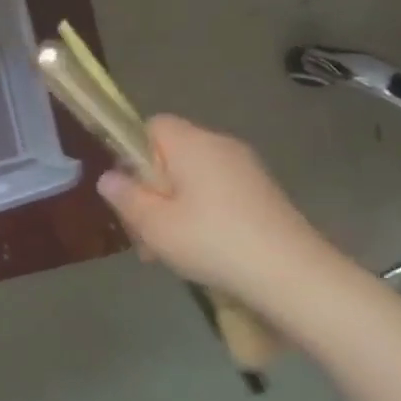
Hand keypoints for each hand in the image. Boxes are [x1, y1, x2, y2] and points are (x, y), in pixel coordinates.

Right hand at [95, 115, 332, 299]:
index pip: (152, 125)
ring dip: (172, 207)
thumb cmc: (212, 241)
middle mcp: (221, 146)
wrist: (292, 275)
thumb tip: (108, 177)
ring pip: (192, 178)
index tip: (130, 189)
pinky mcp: (262, 194)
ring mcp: (246, 170)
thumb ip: (125, 196)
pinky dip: (200, 214)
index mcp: (192, 144)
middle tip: (142, 231)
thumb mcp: (153, 223)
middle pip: (170, 155)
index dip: (133, 152)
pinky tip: (198, 250)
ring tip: (165, 250)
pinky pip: (216, 193)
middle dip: (151, 188)